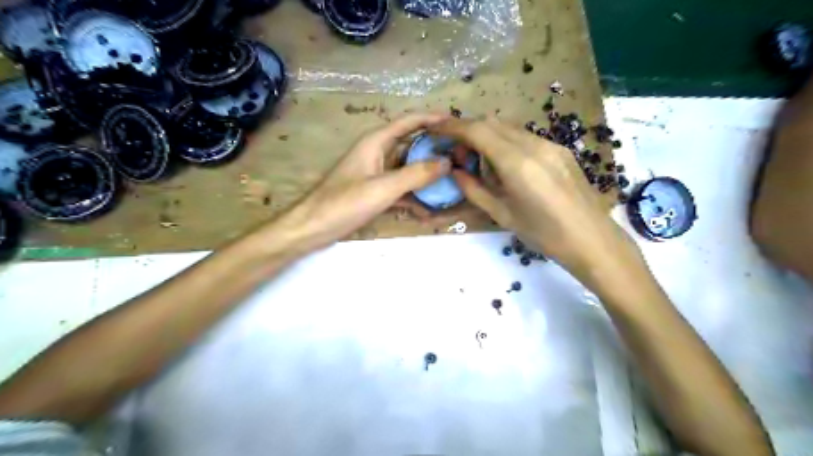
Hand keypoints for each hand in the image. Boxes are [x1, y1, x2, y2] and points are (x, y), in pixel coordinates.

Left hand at [271, 110, 449, 251]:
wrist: (313, 228)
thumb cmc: (344, 203)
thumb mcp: (383, 188)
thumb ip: (416, 174)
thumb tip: (447, 162)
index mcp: (376, 142)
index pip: (408, 122)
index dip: (431, 119)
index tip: (456, 122)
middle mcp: (377, 153)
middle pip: (410, 144)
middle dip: (434, 149)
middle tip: (461, 156)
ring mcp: (375, 174)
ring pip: (407, 168)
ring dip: (426, 174)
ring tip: (452, 180)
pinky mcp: (374, 192)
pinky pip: (400, 188)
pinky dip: (414, 195)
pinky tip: (429, 208)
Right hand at [428, 118, 644, 287]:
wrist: (592, 239)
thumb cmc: (543, 234)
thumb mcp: (502, 214)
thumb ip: (474, 189)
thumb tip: (454, 171)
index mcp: (517, 164)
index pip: (478, 131)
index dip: (453, 126)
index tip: (436, 129)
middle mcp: (534, 145)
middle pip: (492, 122)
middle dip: (469, 131)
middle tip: (457, 154)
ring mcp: (550, 144)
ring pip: (508, 127)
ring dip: (487, 136)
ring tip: (479, 162)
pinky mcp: (560, 149)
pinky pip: (524, 137)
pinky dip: (505, 142)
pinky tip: (505, 166)